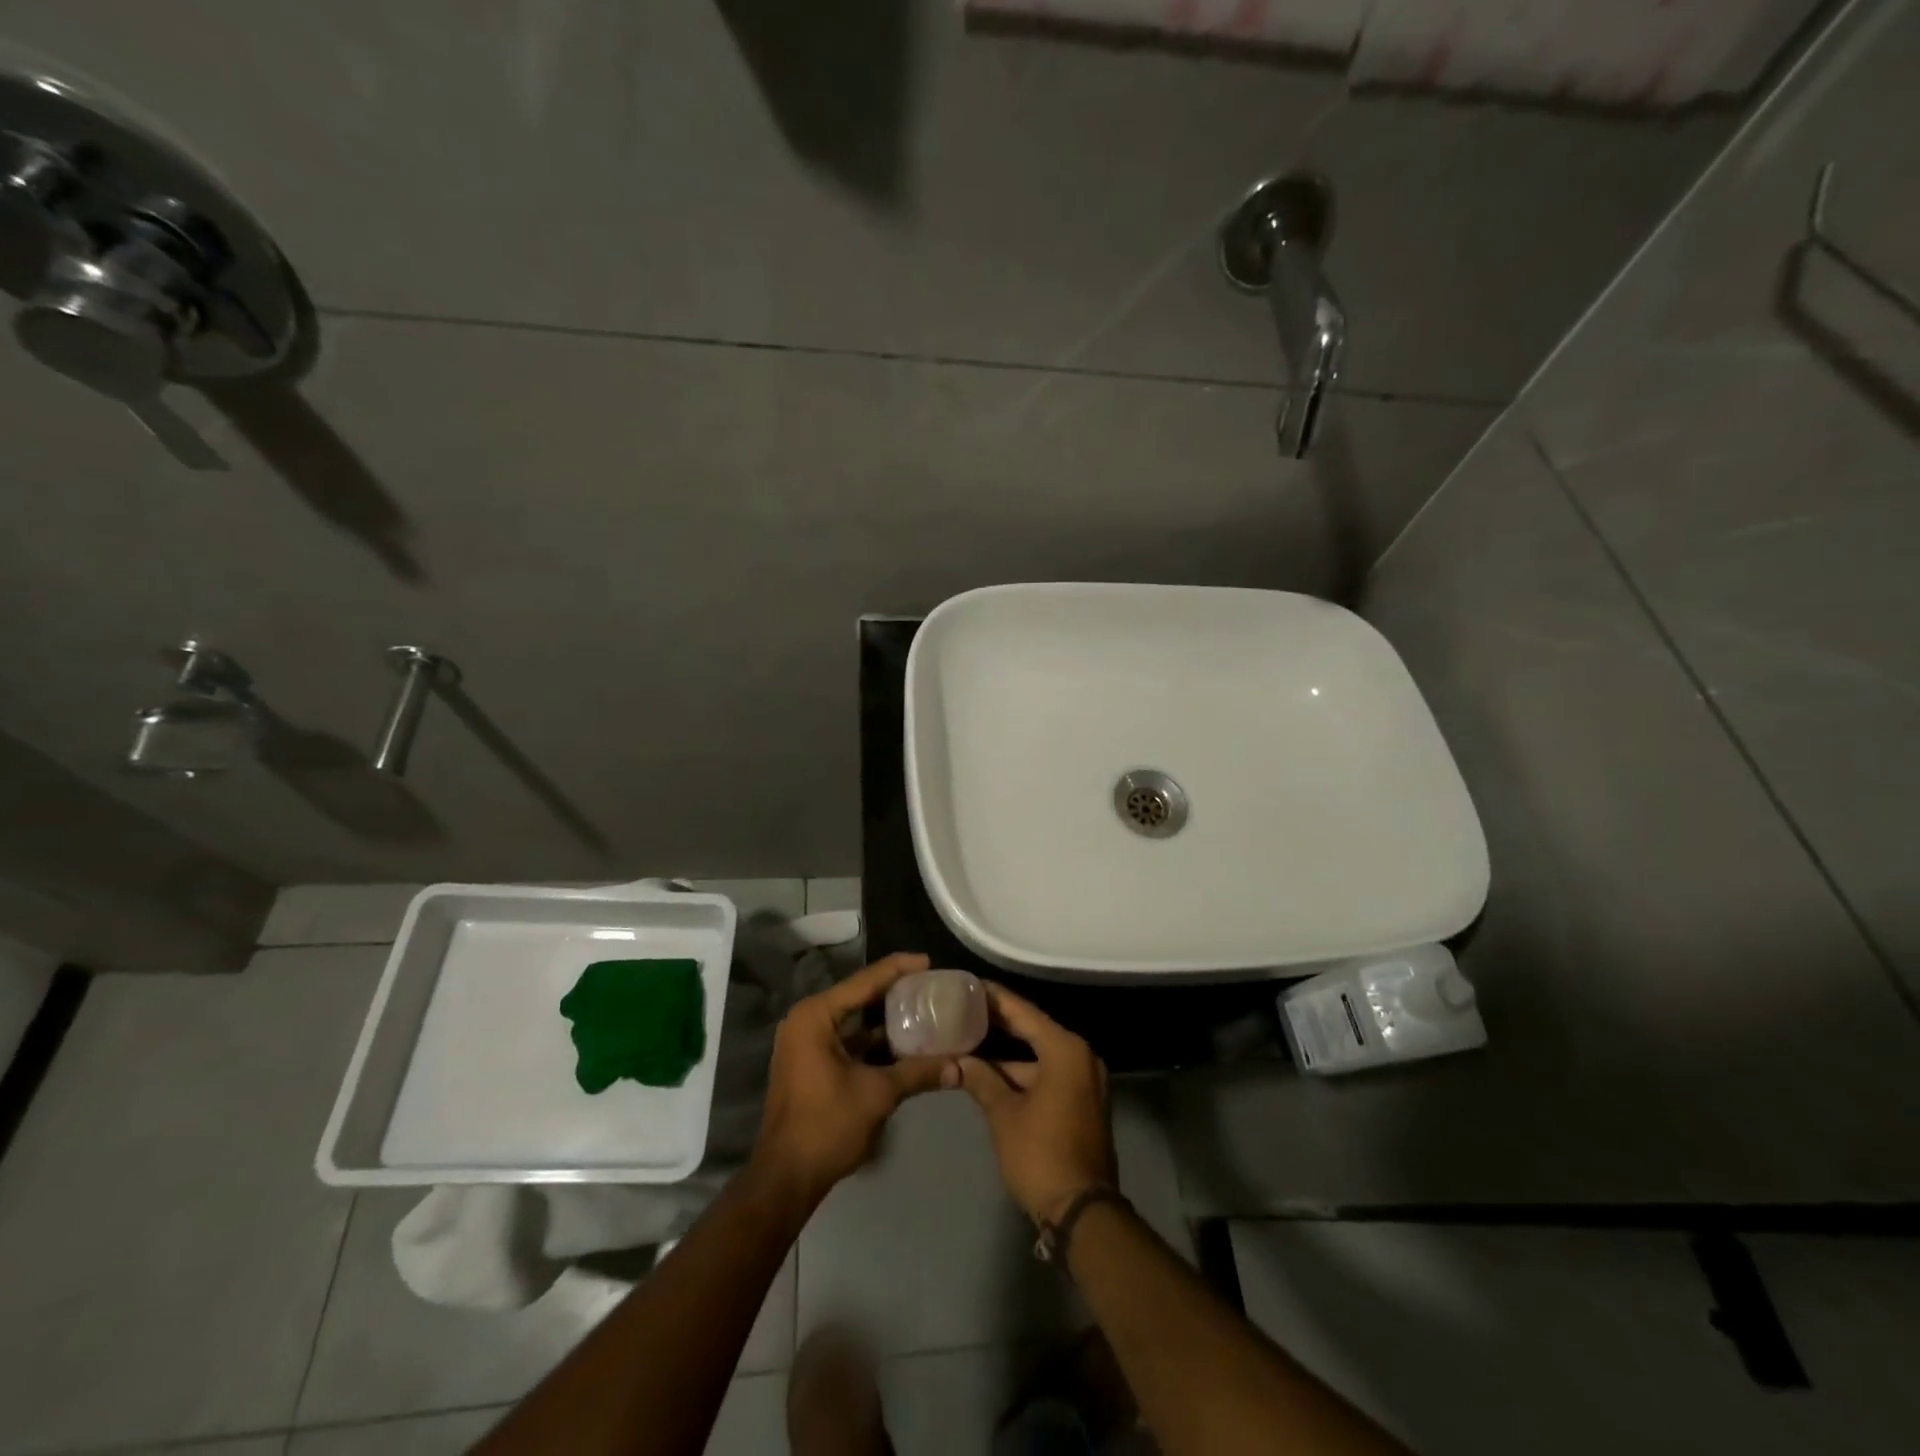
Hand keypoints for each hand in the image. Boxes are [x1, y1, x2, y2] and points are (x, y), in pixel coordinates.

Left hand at [752, 952, 955, 1206]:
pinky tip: (905, 1040)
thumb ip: (918, 1072)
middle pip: (859, 995)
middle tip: (932, 985)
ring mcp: (806, 1041)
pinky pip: (848, 1037)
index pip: (865, 981)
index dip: (899, 969)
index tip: (930, 961)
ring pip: (854, 1018)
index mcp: (816, 1015)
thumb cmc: (827, 1126)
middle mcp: (807, 1019)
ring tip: (924, 1007)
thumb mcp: (878, 1094)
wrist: (786, 1177)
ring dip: (886, 1017)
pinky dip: (874, 1038)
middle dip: (895, 991)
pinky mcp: (811, 1062)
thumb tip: (959, 1066)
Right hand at [958, 982, 1116, 1224]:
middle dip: (999, 1023)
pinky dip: (1023, 1073)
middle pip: (1033, 1030)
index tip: (969, 985)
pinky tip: (991, 1074)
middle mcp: (1081, 1057)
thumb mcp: (1004, 1115)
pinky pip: (1049, 1073)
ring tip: (970, 1042)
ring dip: (1008, 1054)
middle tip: (963, 1009)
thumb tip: (959, 1061)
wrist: (1082, 1211)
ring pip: (1039, 1055)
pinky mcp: (1083, 1101)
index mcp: (1065, 1050)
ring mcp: (1085, 1080)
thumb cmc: (1041, 1154)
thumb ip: (981, 1080)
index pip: (1023, 1012)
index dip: (994, 999)